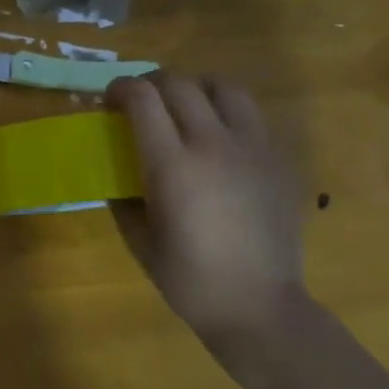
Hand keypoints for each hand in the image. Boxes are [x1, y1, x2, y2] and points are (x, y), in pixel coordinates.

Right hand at [104, 72, 306, 342]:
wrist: (258, 305)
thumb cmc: (188, 278)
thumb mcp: (138, 238)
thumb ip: (124, 197)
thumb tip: (117, 173)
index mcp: (172, 165)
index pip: (142, 99)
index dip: (119, 89)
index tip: (108, 101)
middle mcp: (213, 144)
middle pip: (180, 83)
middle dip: (151, 83)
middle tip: (140, 102)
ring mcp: (253, 148)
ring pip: (225, 87)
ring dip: (196, 88)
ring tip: (184, 108)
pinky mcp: (279, 160)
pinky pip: (252, 116)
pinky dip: (227, 113)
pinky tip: (218, 140)